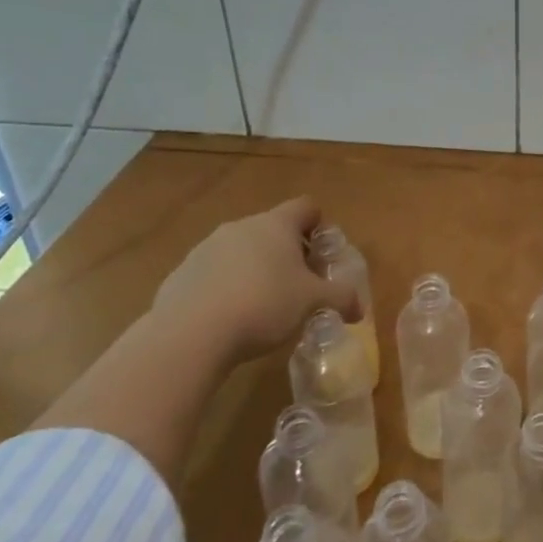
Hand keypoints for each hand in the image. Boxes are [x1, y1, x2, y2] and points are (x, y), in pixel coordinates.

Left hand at [150, 197, 359, 363]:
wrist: (190, 334)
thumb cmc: (263, 305)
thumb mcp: (312, 302)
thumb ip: (340, 298)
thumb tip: (360, 309)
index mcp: (276, 224)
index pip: (306, 207)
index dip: (320, 226)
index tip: (324, 255)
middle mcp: (241, 227)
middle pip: (273, 230)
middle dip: (289, 253)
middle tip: (300, 285)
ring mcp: (206, 248)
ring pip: (242, 251)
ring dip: (256, 270)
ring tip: (264, 306)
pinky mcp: (181, 273)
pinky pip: (214, 274)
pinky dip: (227, 288)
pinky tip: (231, 319)